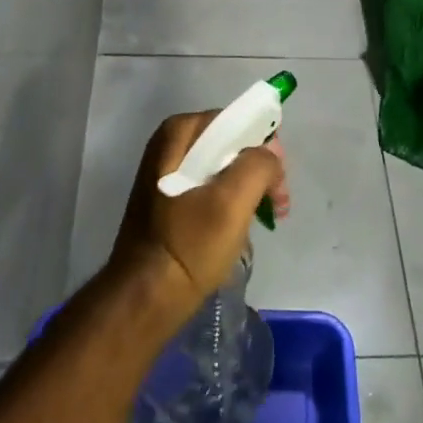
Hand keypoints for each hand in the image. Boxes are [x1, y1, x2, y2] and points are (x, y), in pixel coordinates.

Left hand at [110, 112, 289, 329]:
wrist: (144, 300)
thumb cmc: (189, 245)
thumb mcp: (232, 201)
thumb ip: (259, 164)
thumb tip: (270, 157)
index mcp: (178, 133)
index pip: (236, 122)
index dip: (263, 147)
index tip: (277, 181)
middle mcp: (168, 146)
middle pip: (230, 145)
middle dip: (258, 171)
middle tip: (275, 205)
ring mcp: (165, 175)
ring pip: (221, 169)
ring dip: (247, 191)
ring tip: (262, 221)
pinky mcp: (167, 202)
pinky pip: (209, 190)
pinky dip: (229, 205)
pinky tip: (237, 232)